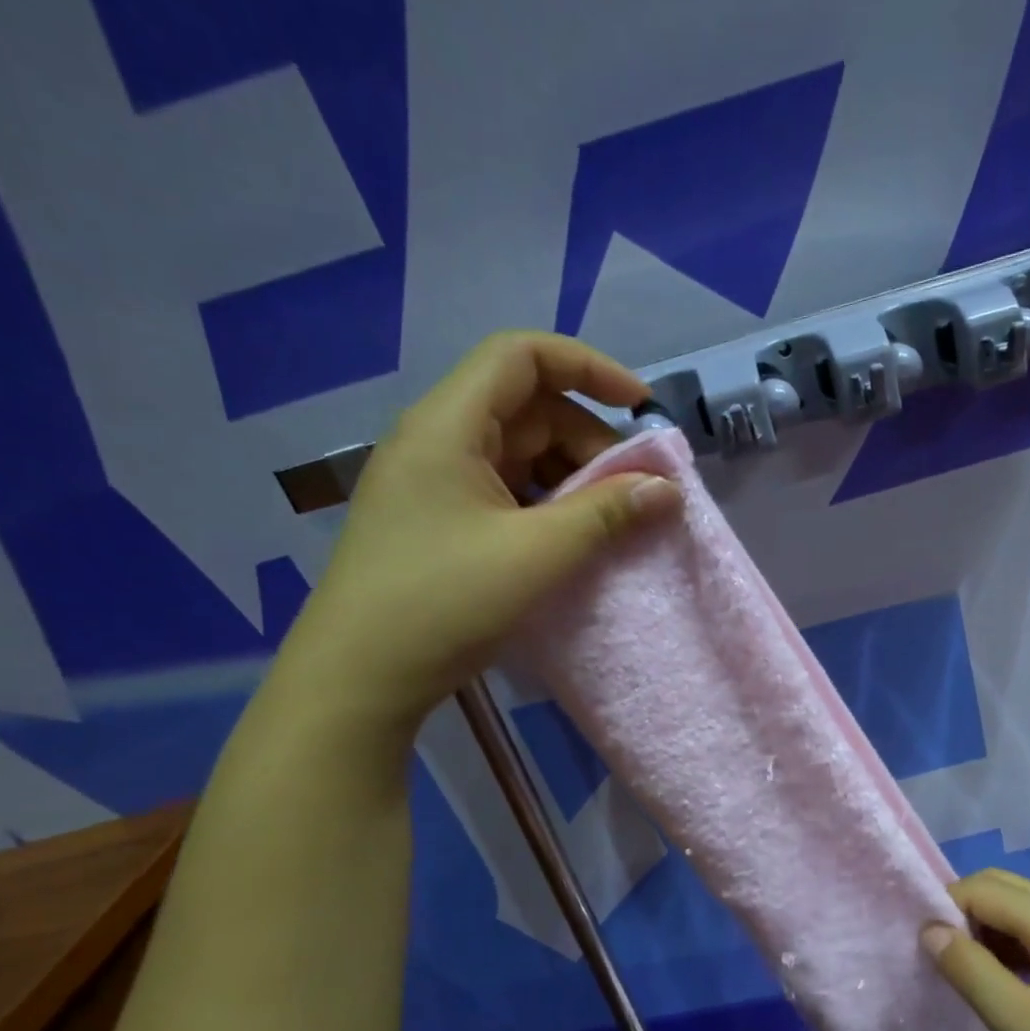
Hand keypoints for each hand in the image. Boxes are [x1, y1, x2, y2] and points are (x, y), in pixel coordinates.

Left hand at [279, 331, 678, 736]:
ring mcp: (436, 483)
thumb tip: (667, 489)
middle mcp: (438, 440)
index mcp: (449, 425)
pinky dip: (547, 504)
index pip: (522, 355)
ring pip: (520, 453)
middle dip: (589, 440)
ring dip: (572, 477)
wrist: (361, 675)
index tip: (640, 408)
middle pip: (528, 407)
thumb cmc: (445, 601)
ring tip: (610, 521)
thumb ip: (608, 514)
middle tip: (633, 491)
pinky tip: (572, 540)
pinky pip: (506, 491)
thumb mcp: (538, 554)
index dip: (589, 367)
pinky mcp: (440, 520)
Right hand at [921, 870, 1029, 1030]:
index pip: (985, 888)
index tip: (924, 945)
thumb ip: (970, 972)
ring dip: (985, 926)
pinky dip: (1007, 942)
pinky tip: (999, 979)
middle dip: (964, 910)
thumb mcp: (1019, 1023)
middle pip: (1003, 886)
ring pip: (1018, 906)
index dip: (947, 906)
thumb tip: (929, 929)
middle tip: (941, 953)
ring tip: (965, 969)